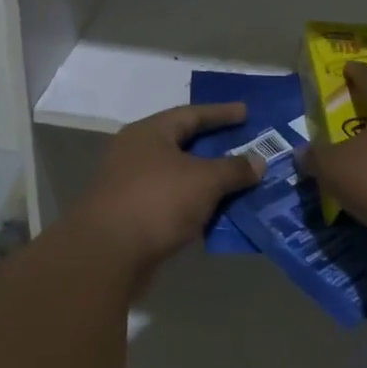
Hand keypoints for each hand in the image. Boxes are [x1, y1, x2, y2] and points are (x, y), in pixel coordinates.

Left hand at [68, 103, 265, 269]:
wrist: (107, 254)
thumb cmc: (157, 202)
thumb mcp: (205, 181)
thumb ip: (234, 169)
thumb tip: (259, 161)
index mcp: (150, 133)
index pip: (191, 114)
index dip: (221, 113)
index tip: (246, 113)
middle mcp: (136, 153)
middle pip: (183, 144)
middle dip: (215, 148)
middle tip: (245, 147)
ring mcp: (130, 185)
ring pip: (178, 176)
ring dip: (207, 180)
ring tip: (238, 182)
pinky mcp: (131, 215)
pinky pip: (172, 202)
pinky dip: (194, 204)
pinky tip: (217, 213)